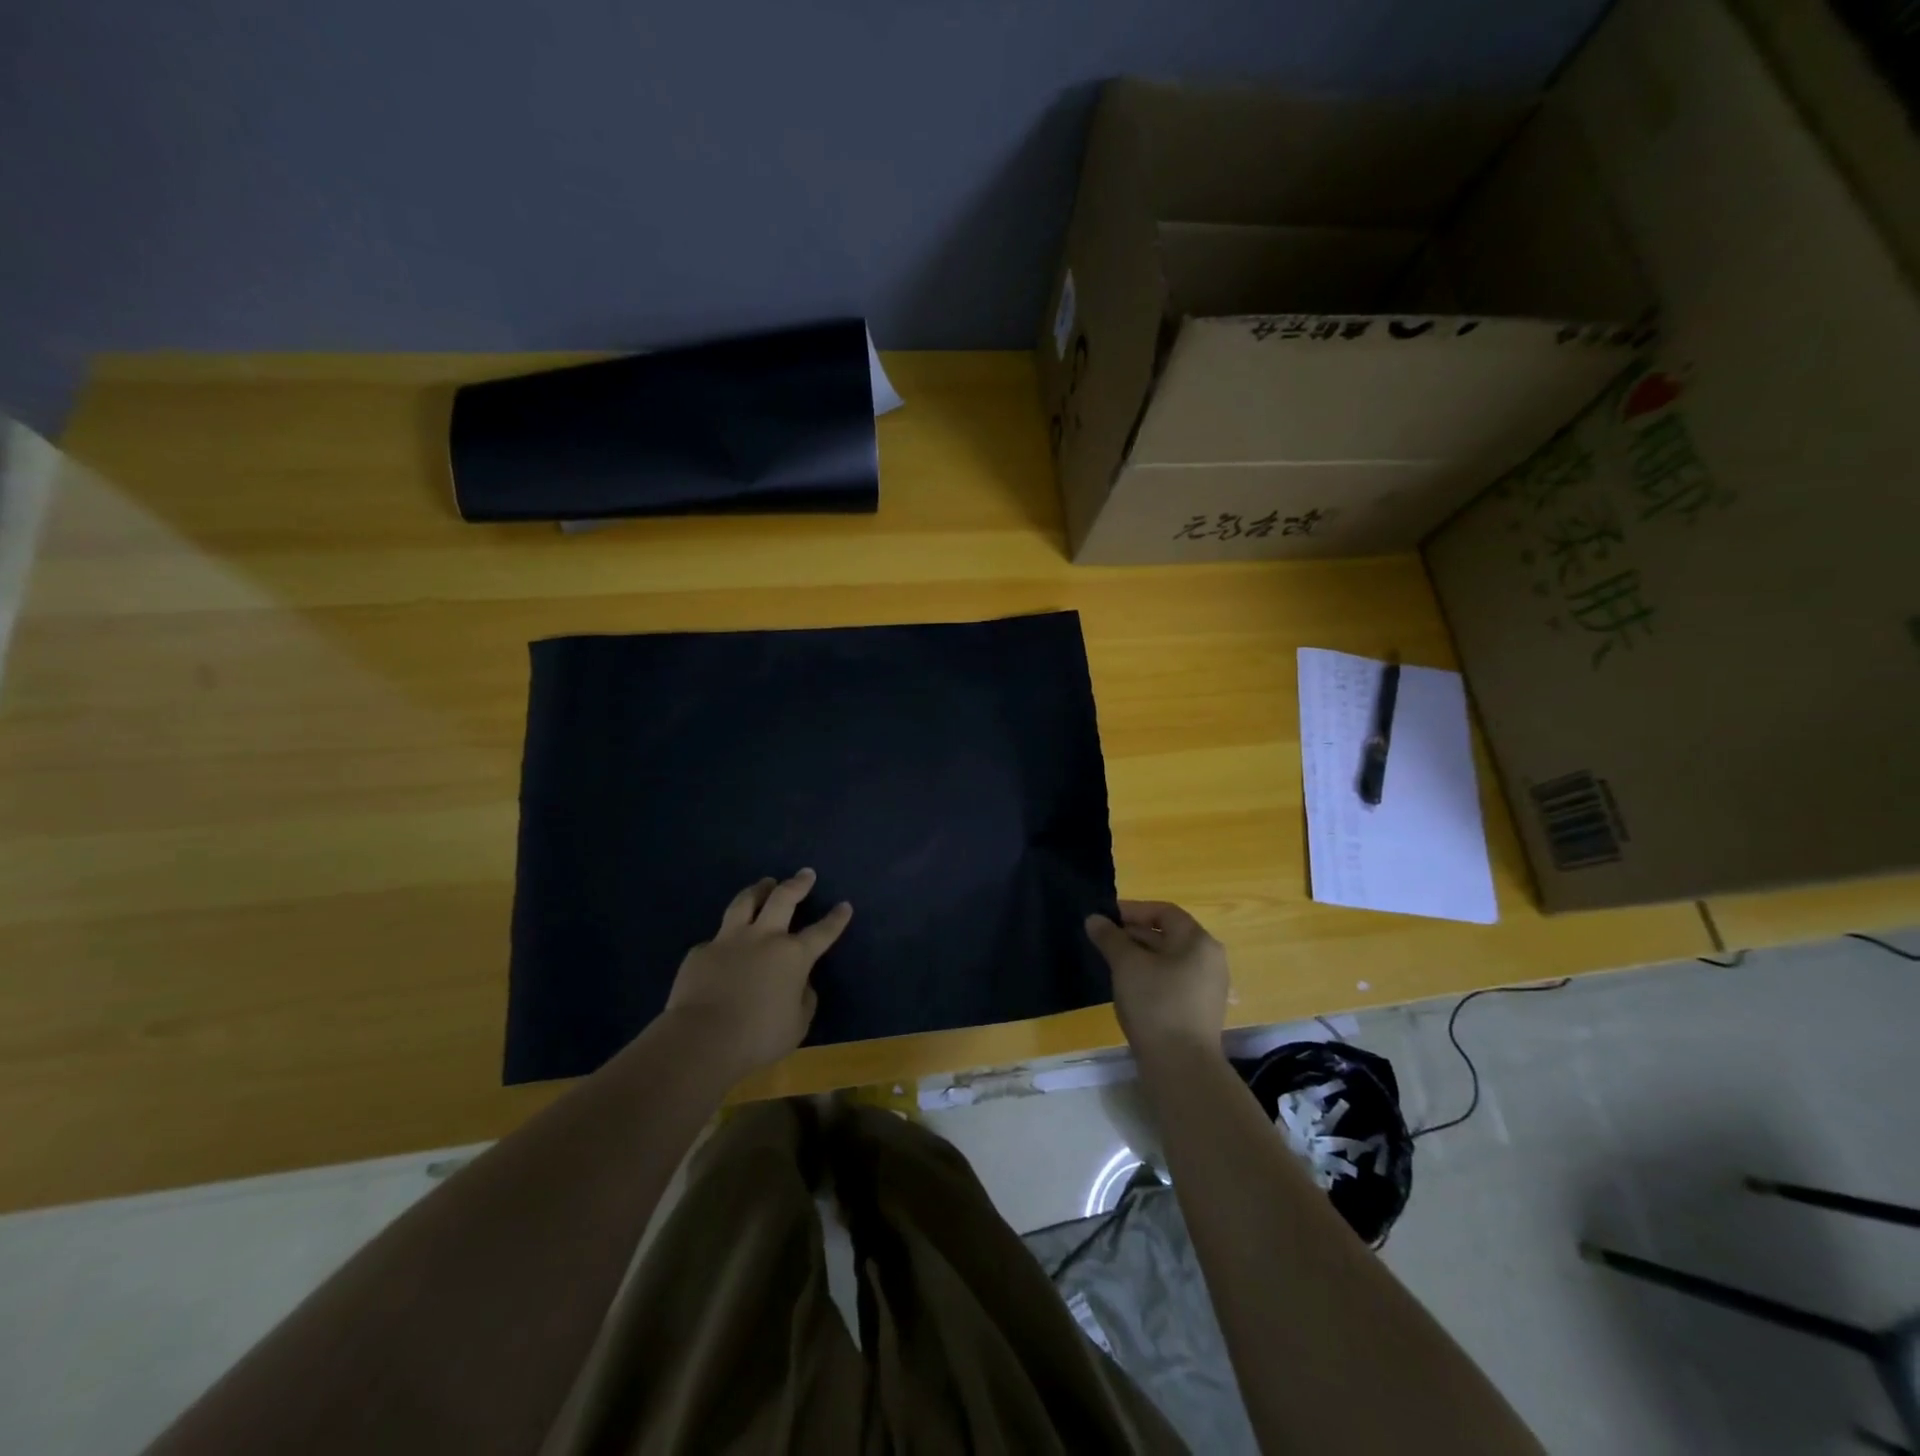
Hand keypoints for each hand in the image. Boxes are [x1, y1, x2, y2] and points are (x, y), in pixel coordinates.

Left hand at [662, 869, 851, 1078]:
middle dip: (797, 884)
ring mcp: (729, 940)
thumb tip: (800, 984)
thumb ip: (803, 999)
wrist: (702, 1039)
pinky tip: (722, 947)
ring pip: (745, 903)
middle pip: (783, 899)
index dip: (836, 919)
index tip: (844, 905)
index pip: (822, 932)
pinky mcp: (700, 952)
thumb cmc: (758, 1037)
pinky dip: (724, 940)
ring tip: (764, 883)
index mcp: (793, 955)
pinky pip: (715, 940)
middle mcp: (763, 938)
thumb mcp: (797, 1024)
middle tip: (805, 874)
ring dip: (758, 890)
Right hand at [1085, 900, 1229, 1059]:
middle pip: (1168, 934)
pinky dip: (1150, 975)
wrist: (1181, 1067)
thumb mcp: (1126, 965)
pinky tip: (1129, 987)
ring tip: (1111, 962)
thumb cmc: (1155, 1004)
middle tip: (1103, 940)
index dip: (1133, 910)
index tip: (1105, 918)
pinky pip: (1173, 980)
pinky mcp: (1200, 1009)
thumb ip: (1109, 938)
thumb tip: (1094, 919)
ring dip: (1140, 955)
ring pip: (1169, 959)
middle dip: (1134, 933)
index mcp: (1198, 941)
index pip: (1164, 911)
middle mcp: (1210, 959)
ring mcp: (1207, 986)